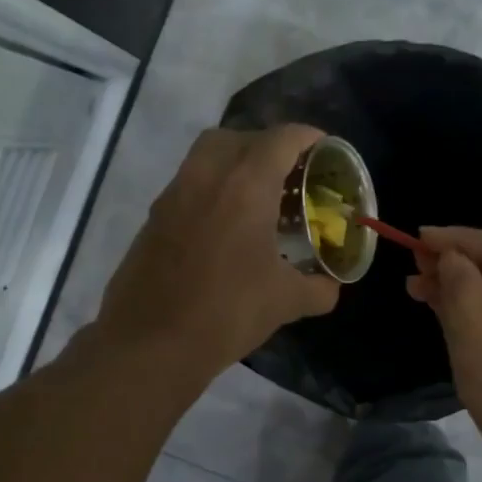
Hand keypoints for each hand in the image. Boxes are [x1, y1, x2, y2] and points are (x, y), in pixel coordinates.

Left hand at [94, 125, 339, 387]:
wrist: (150, 344)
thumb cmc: (226, 313)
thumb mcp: (284, 302)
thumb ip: (316, 288)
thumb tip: (331, 287)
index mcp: (245, 185)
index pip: (281, 139)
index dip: (308, 137)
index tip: (325, 150)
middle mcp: (206, 177)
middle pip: (238, 137)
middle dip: (267, 145)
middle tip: (288, 174)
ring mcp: (173, 195)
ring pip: (206, 157)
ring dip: (234, 164)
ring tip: (258, 198)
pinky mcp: (153, 218)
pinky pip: (188, 185)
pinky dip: (211, 190)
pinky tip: (226, 228)